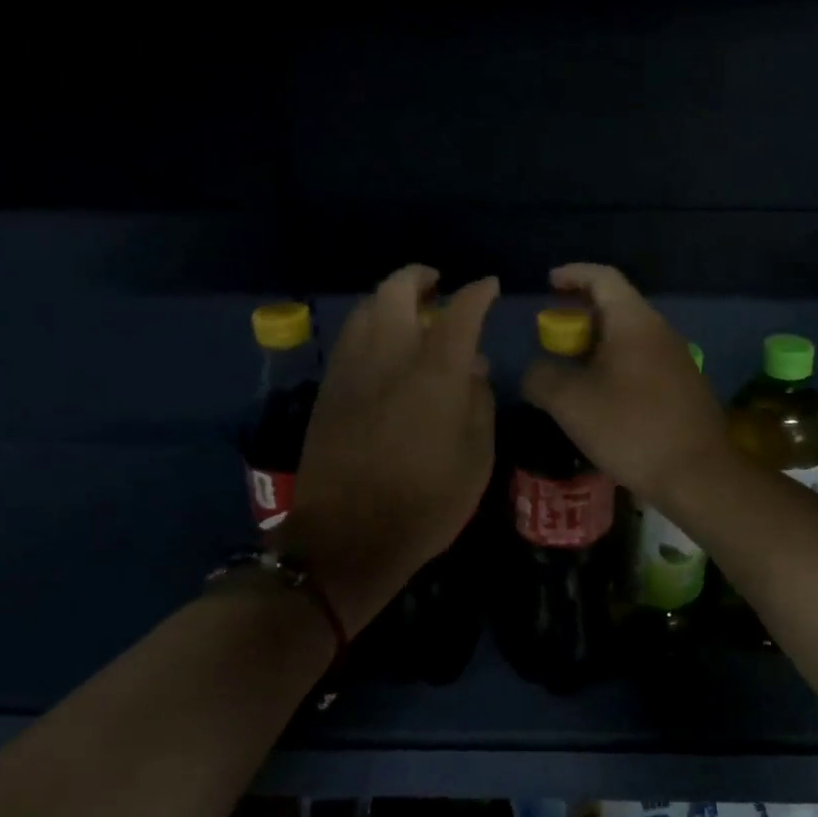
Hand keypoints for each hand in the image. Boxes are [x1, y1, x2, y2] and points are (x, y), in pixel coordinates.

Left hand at [284, 266, 498, 635]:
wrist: (347, 539)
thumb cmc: (426, 504)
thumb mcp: (476, 459)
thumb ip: (479, 403)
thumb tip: (474, 368)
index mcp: (434, 372)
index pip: (460, 312)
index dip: (478, 293)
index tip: (489, 287)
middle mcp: (389, 356)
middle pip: (397, 290)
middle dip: (419, 277)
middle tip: (437, 286)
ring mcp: (352, 370)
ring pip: (366, 309)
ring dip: (390, 299)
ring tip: (410, 313)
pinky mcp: (329, 389)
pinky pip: (349, 338)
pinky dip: (369, 326)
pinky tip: (382, 346)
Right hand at [521, 263, 728, 505]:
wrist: (697, 474)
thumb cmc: (630, 428)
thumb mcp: (570, 402)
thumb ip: (542, 377)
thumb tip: (534, 369)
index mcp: (634, 321)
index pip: (602, 277)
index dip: (572, 274)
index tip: (547, 284)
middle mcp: (659, 331)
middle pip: (615, 306)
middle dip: (578, 316)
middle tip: (550, 336)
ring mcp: (676, 359)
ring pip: (628, 337)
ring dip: (595, 345)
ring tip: (569, 370)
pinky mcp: (683, 386)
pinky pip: (641, 361)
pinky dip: (614, 366)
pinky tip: (600, 397)